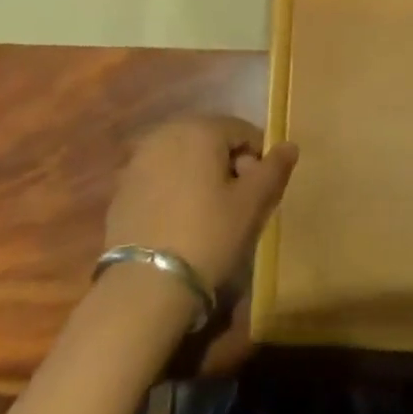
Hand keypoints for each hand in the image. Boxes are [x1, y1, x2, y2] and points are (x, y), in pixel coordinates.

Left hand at [105, 116, 298, 294]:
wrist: (145, 284)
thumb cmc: (208, 235)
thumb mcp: (251, 204)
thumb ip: (274, 169)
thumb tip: (290, 145)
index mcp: (200, 128)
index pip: (243, 131)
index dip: (259, 159)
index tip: (261, 193)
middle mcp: (166, 133)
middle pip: (211, 140)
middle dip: (229, 165)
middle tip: (239, 205)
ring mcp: (139, 159)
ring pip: (184, 158)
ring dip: (201, 177)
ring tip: (211, 216)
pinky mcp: (122, 188)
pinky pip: (161, 178)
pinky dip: (176, 191)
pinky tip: (181, 224)